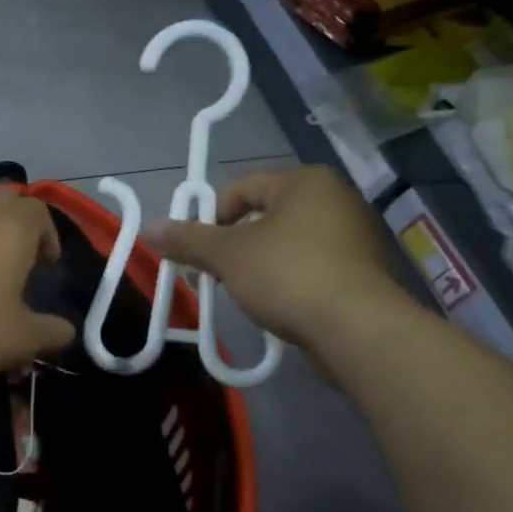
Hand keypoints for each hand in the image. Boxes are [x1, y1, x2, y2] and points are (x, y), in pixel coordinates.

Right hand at [142, 166, 409, 348]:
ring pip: (287, 245)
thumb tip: (149, 229)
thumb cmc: (288, 274)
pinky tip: (277, 307)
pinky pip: (311, 268)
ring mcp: (354, 238)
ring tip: (242, 295)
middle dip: (232, 246)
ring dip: (258, 266)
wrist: (357, 328)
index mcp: (305, 182)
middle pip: (264, 217)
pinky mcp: (363, 274)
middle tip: (211, 276)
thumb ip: (187, 240)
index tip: (196, 251)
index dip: (210, 217)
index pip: (242, 188)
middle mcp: (335, 200)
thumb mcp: (226, 255)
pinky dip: (288, 282)